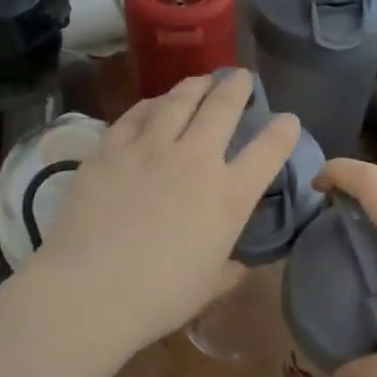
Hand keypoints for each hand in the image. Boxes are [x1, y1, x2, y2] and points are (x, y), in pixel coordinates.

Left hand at [31, 71, 299, 351]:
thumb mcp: (208, 288)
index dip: (284, 130)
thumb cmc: (157, 298)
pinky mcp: (111, 147)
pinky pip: (137, 112)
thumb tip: (239, 265)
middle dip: (237, 87)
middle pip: (224, 107)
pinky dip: (152, 103)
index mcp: (229, 196)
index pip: (268, 150)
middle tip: (240, 78)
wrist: (88, 291)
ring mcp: (150, 147)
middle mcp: (195, 159)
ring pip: (180, 99)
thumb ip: (230, 270)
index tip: (288, 120)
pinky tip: (155, 103)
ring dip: (196, 86)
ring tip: (201, 81)